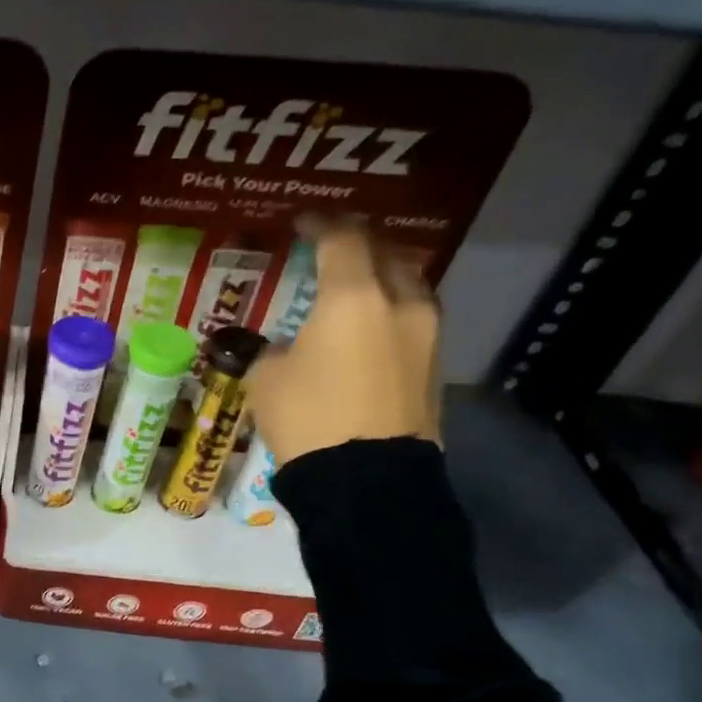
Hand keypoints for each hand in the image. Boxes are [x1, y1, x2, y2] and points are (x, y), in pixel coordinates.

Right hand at [246, 220, 441, 465]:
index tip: (301, 222)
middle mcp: (400, 304)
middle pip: (386, 253)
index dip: (320, 224)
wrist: (366, 479)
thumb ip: (273, 350)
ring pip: (409, 285)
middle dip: (358, 244)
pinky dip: (392, 312)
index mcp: (353, 298)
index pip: (341, 240)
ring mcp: (427, 335)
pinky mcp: (434, 366)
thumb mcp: (267, 379)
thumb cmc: (307, 418)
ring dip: (382, 277)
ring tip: (356, 285)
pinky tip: (370, 327)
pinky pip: (414, 320)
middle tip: (332, 247)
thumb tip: (285, 347)